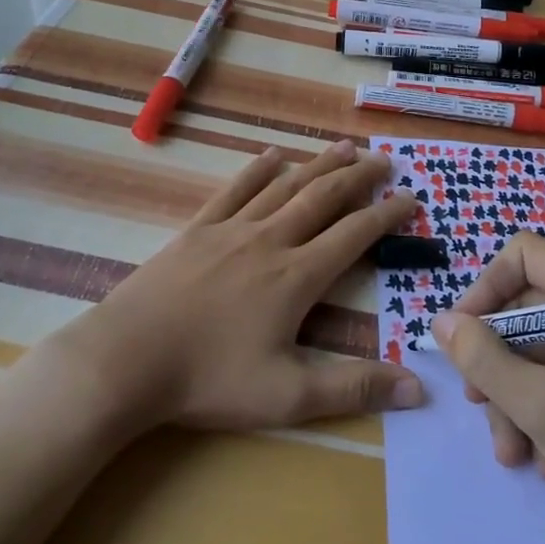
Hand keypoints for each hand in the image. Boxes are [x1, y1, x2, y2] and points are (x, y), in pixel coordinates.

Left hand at [54, 141, 423, 431]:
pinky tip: (271, 156)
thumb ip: (354, 388)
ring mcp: (231, 230)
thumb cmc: (208, 379)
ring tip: (343, 147)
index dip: (387, 215)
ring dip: (317, 164)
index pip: (355, 235)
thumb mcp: (287, 396)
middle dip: (358, 177)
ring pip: (284, 186)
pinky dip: (257, 170)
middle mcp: (270, 240)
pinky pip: (234, 190)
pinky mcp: (196, 230)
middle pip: (323, 198)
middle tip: (384, 159)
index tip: (411, 198)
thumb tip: (419, 388)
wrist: (125, 360)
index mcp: (297, 276)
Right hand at [430, 233, 544, 543]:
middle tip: (479, 407)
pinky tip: (544, 460)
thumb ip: (483, 359)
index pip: (526, 255)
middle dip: (496, 363)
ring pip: (537, 353)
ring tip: (512, 454)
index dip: (487, 287)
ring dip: (514, 400)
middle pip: (525, 311)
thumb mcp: (540, 406)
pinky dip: (540, 415)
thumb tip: (442, 322)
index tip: (464, 336)